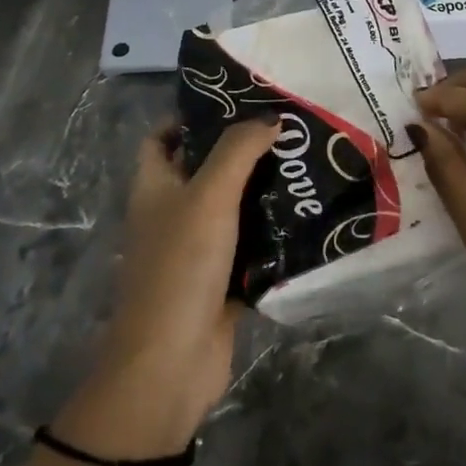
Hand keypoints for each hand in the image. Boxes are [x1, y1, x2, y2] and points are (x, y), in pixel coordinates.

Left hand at [54, 118, 276, 459]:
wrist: (171, 364)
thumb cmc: (181, 267)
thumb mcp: (208, 196)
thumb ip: (237, 151)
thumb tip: (269, 117)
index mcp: (155, 187)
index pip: (161, 137)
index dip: (190, 116)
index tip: (237, 101)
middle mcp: (172, 213)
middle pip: (205, 168)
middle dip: (242, 149)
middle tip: (290, 129)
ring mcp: (197, 249)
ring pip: (233, 208)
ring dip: (265, 191)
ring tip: (308, 163)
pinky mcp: (223, 280)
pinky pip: (252, 247)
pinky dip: (275, 233)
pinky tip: (311, 216)